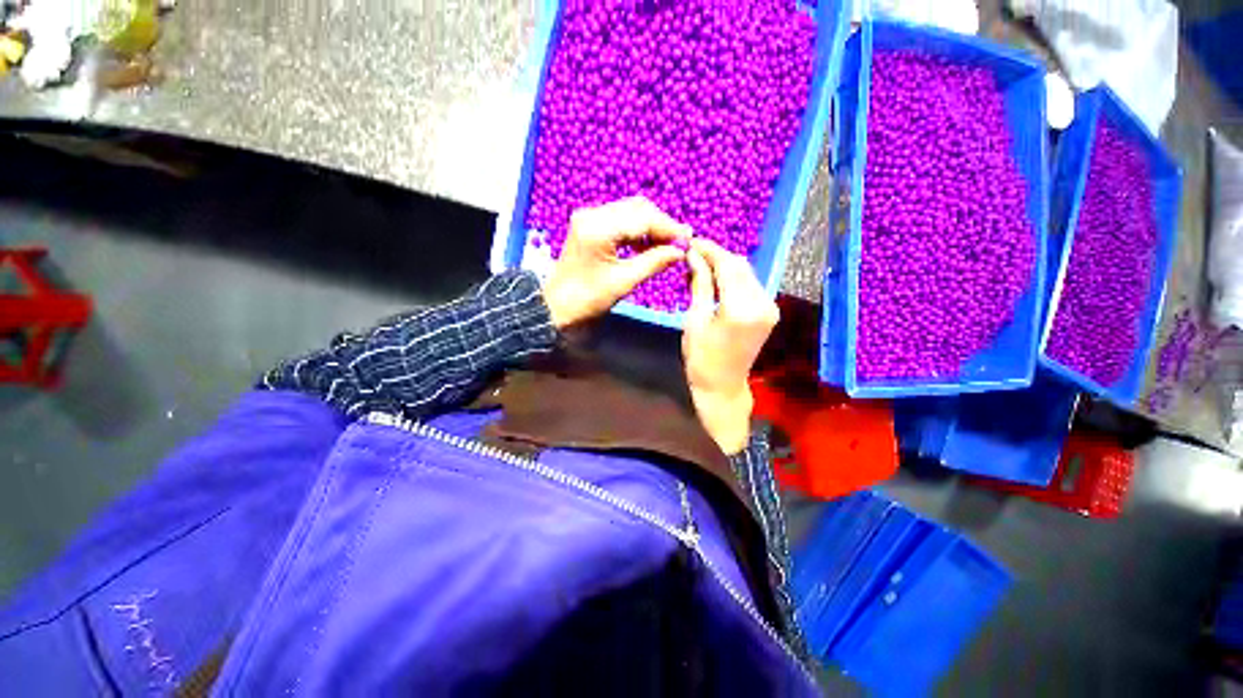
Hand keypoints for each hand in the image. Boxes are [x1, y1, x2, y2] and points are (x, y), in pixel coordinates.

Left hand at [542, 197, 691, 328]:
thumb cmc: (588, 299)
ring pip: (630, 211)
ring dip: (651, 226)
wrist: (556, 306)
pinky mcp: (589, 224)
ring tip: (668, 245)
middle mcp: (593, 214)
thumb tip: (681, 251)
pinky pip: (620, 220)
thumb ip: (654, 262)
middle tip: (680, 242)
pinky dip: (637, 230)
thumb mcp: (624, 282)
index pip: (643, 217)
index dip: (669, 228)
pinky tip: (648, 245)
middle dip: (662, 224)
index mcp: (599, 228)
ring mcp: (589, 217)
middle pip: (638, 208)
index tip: (688, 240)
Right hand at [683, 239, 778, 454]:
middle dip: (717, 255)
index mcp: (741, 308)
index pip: (727, 265)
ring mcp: (769, 307)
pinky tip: (716, 279)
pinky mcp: (769, 311)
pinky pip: (751, 285)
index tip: (691, 242)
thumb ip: (699, 284)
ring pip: (746, 273)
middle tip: (693, 253)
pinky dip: (733, 278)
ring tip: (700, 265)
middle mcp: (762, 303)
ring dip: (725, 265)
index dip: (709, 250)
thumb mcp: (694, 320)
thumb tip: (694, 256)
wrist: (723, 386)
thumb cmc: (701, 358)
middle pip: (740, 265)